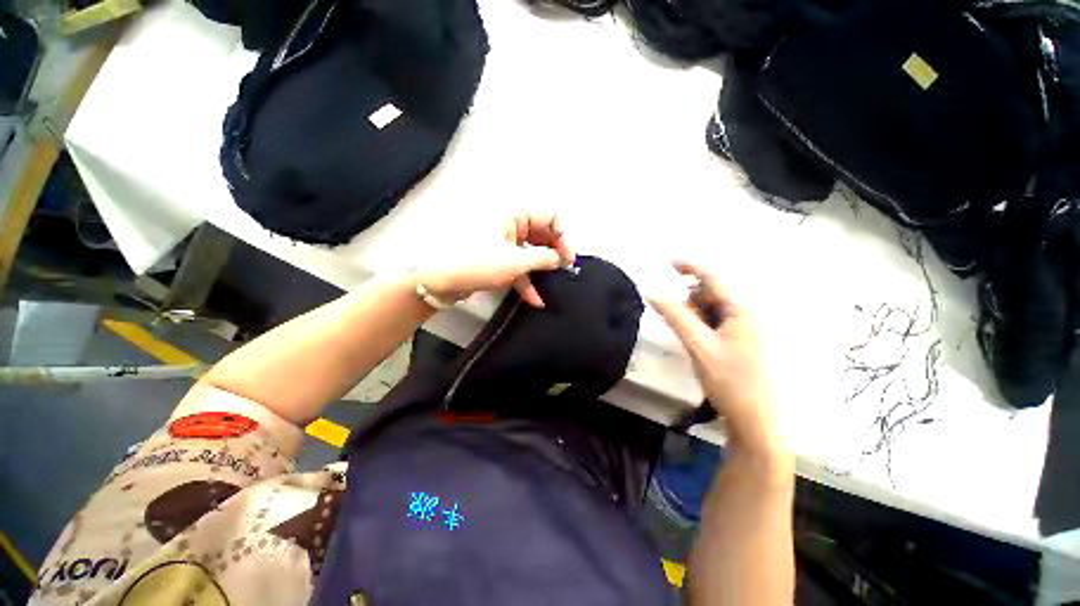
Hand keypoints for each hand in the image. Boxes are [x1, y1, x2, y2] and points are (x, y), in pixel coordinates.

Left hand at [413, 212, 574, 307]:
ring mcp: (503, 241)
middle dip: (553, 254)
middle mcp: (510, 223)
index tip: (568, 260)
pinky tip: (535, 299)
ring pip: (530, 252)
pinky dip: (526, 280)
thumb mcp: (515, 261)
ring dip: (541, 270)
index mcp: (514, 213)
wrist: (437, 280)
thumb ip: (544, 259)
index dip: (563, 237)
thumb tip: (560, 259)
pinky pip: (517, 265)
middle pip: (541, 234)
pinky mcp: (496, 258)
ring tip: (553, 287)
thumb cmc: (476, 262)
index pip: (550, 217)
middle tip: (563, 272)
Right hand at [650, 261, 783, 457]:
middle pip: (711, 291)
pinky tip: (699, 340)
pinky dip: (702, 322)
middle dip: (691, 300)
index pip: (713, 277)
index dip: (689, 266)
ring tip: (692, 337)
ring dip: (695, 313)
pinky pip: (716, 318)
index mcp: (742, 309)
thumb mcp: (698, 346)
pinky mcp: (741, 336)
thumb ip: (675, 316)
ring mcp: (745, 324)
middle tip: (681, 323)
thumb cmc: (729, 380)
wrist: (754, 417)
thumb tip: (652, 292)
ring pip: (712, 305)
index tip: (666, 261)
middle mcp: (747, 311)